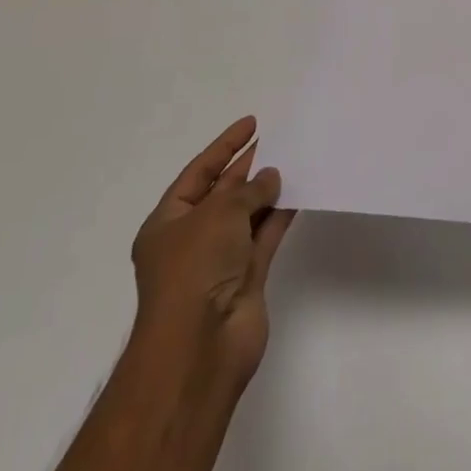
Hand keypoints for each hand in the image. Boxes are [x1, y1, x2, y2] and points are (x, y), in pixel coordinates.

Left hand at [130, 115, 295, 395]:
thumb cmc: (195, 270)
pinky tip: (303, 192)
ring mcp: (220, 261)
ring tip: (297, 158)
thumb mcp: (218, 213)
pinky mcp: (247, 278)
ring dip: (269, 190)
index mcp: (167, 223)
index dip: (224, 146)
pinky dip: (282, 215)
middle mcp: (192, 239)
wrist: (200, 347)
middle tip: (280, 138)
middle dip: (249, 166)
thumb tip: (270, 177)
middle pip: (223, 192)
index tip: (252, 123)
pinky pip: (266, 236)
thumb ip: (248, 190)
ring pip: (248, 214)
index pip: (198, 173)